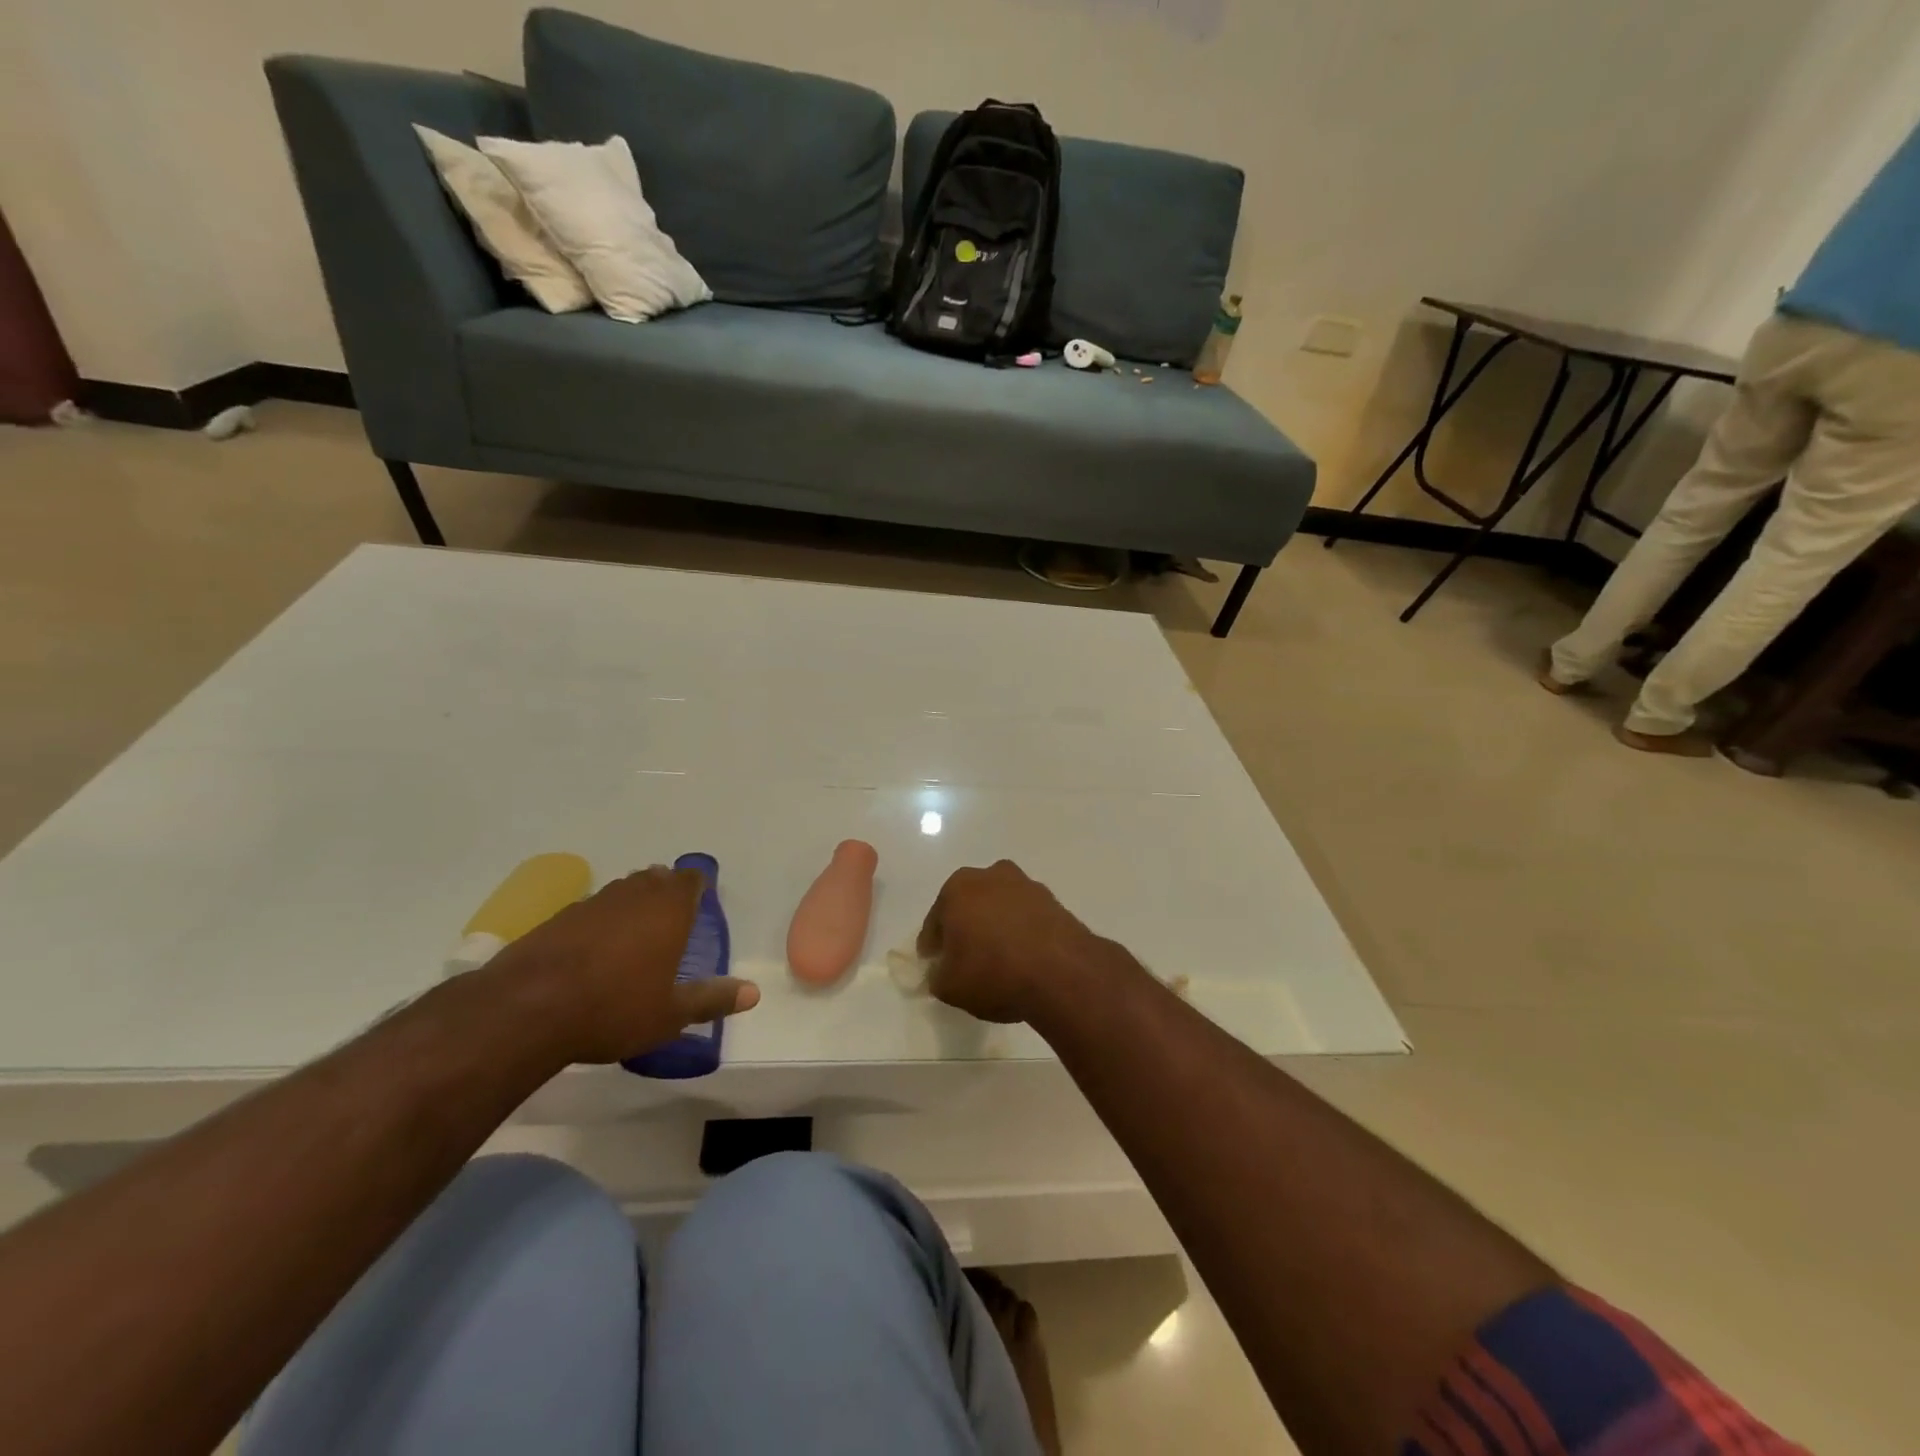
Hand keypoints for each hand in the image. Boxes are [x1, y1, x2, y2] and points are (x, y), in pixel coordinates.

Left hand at [489, 866, 759, 1063]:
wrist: (526, 1010)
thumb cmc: (614, 1007)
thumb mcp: (671, 1013)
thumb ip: (712, 999)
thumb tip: (753, 993)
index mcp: (668, 908)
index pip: (691, 879)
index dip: (697, 888)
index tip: (700, 905)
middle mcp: (633, 894)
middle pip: (655, 879)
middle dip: (665, 893)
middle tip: (670, 922)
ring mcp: (591, 903)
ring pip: (621, 892)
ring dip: (631, 906)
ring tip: (633, 937)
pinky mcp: (557, 919)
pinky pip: (590, 911)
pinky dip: (598, 924)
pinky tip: (592, 954)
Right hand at [916, 860, 1105, 1023]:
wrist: (1061, 972)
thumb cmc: (993, 972)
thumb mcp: (949, 986)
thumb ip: (938, 976)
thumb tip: (942, 972)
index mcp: (957, 888)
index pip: (935, 921)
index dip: (933, 946)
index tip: (936, 966)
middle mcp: (991, 876)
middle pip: (969, 906)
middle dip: (965, 929)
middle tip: (966, 961)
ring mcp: (1026, 886)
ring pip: (1000, 908)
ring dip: (996, 928)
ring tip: (1000, 962)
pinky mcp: (1054, 901)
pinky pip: (1026, 918)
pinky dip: (1022, 933)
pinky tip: (1024, 960)